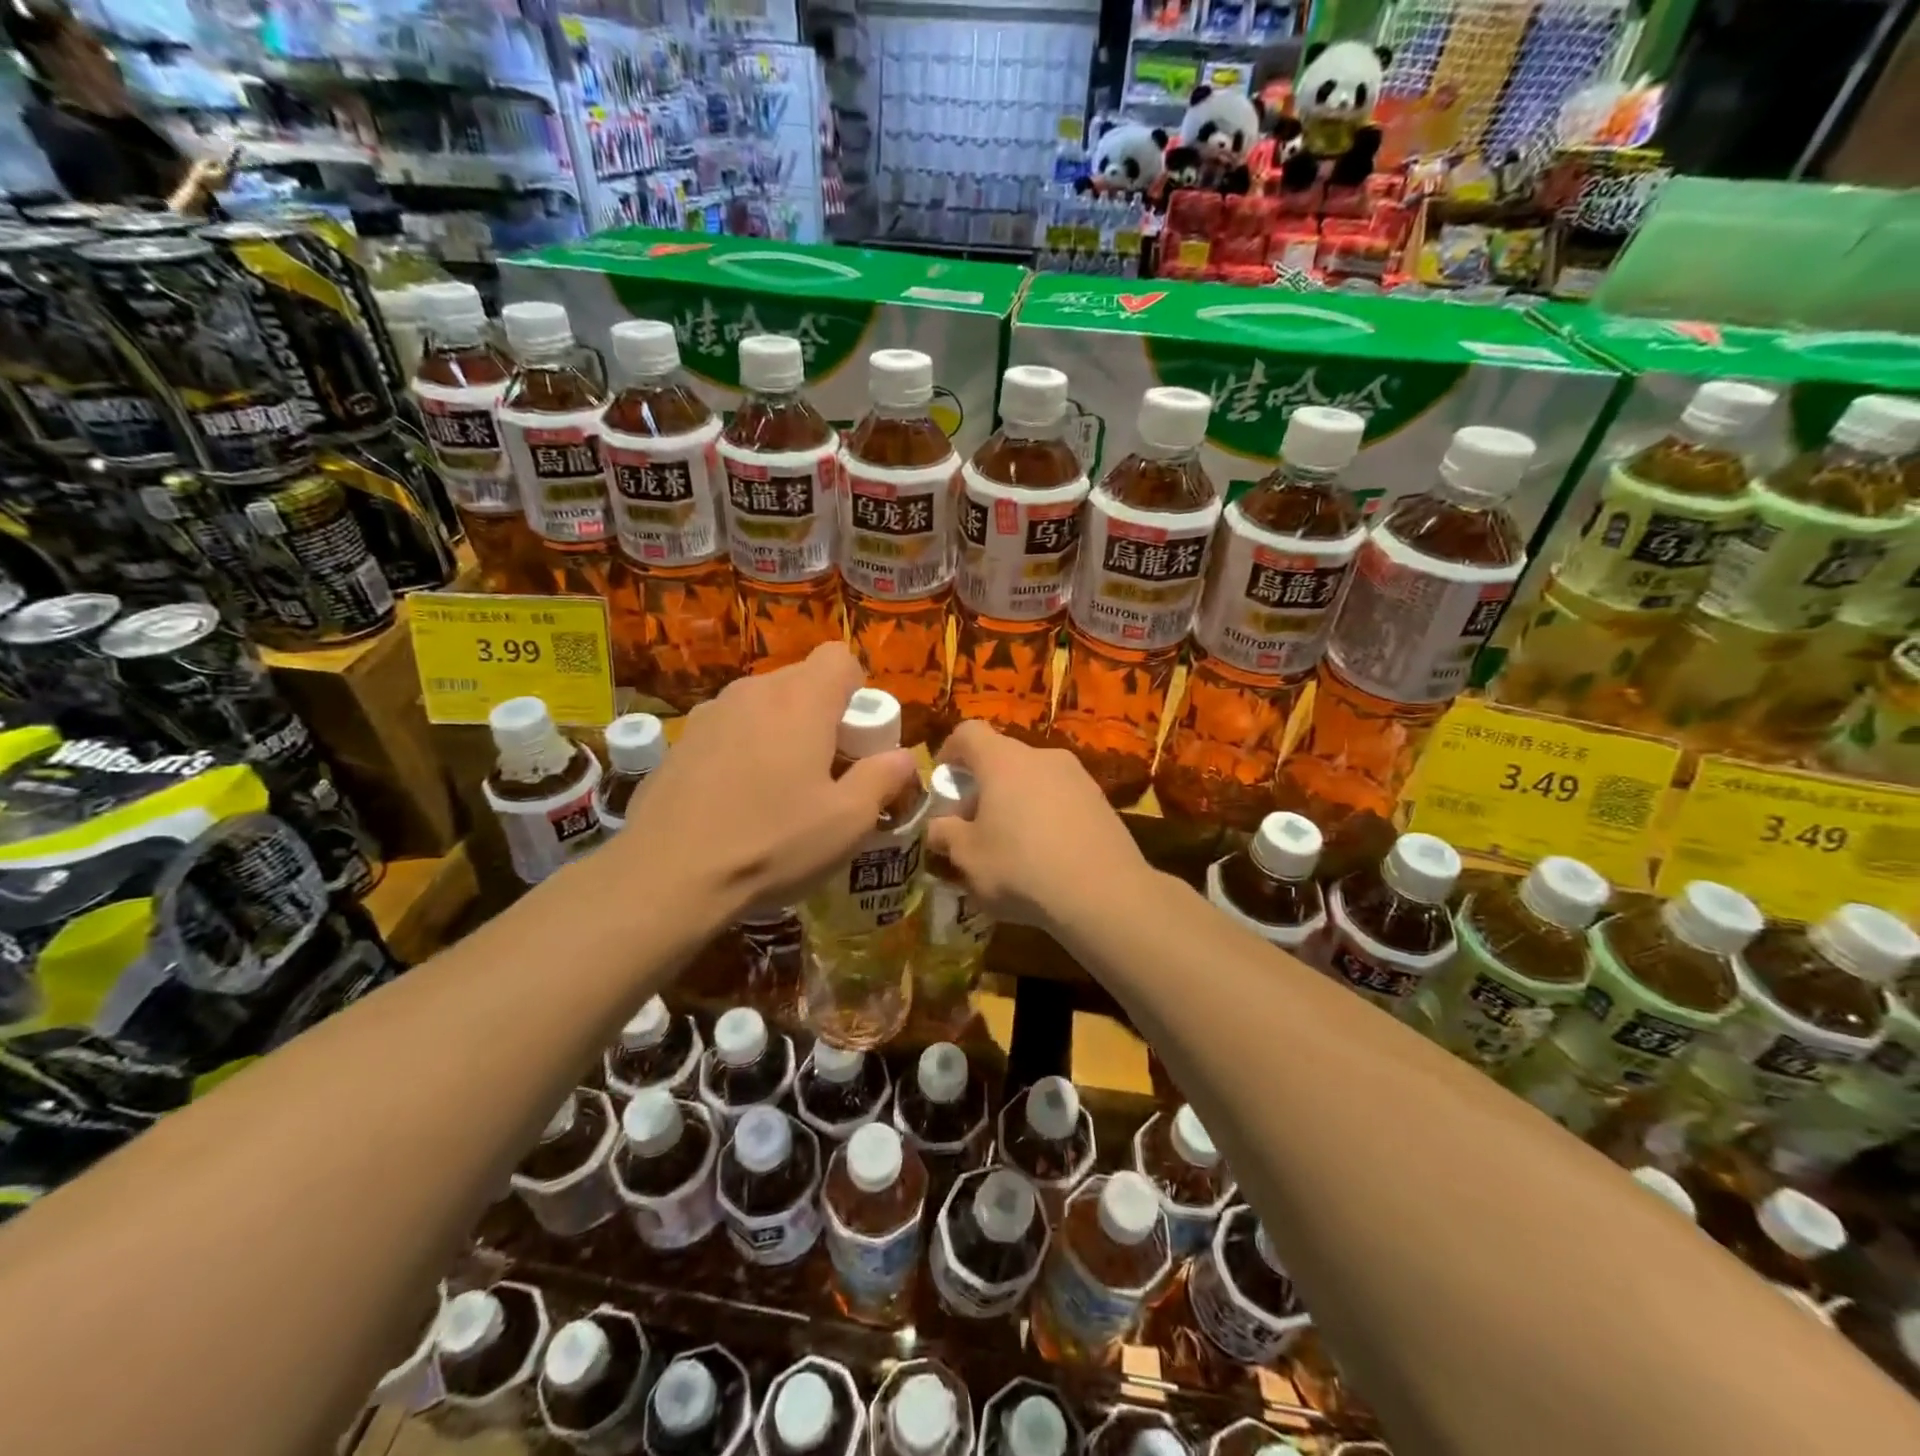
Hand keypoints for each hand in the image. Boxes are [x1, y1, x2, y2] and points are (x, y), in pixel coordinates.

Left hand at [620, 644, 917, 917]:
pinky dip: (745, 748)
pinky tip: (737, 800)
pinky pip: (730, 729)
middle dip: (823, 714)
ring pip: (763, 705)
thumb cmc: (772, 843)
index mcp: (800, 700)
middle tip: (827, 770)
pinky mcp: (680, 741)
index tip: (856, 738)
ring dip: (782, 731)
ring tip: (780, 788)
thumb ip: (883, 778)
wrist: (667, 876)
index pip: (839, 657)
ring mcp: (710, 713)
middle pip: (802, 680)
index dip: (858, 690)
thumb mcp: (848, 821)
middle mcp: (753, 692)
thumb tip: (903, 757)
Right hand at [928, 721, 1149, 932]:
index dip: (949, 751)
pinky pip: (1062, 800)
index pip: (968, 733)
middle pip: (1003, 758)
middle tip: (973, 824)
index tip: (943, 781)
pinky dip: (1047, 817)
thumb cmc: (1021, 867)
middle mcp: (1042, 756)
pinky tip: (1046, 855)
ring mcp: (1078, 777)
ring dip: (1017, 802)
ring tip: (1011, 844)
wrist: (1104, 894)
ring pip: (1035, 779)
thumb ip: (944, 835)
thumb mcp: (967, 857)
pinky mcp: (1102, 802)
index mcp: (1003, 760)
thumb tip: (937, 827)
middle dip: (983, 786)